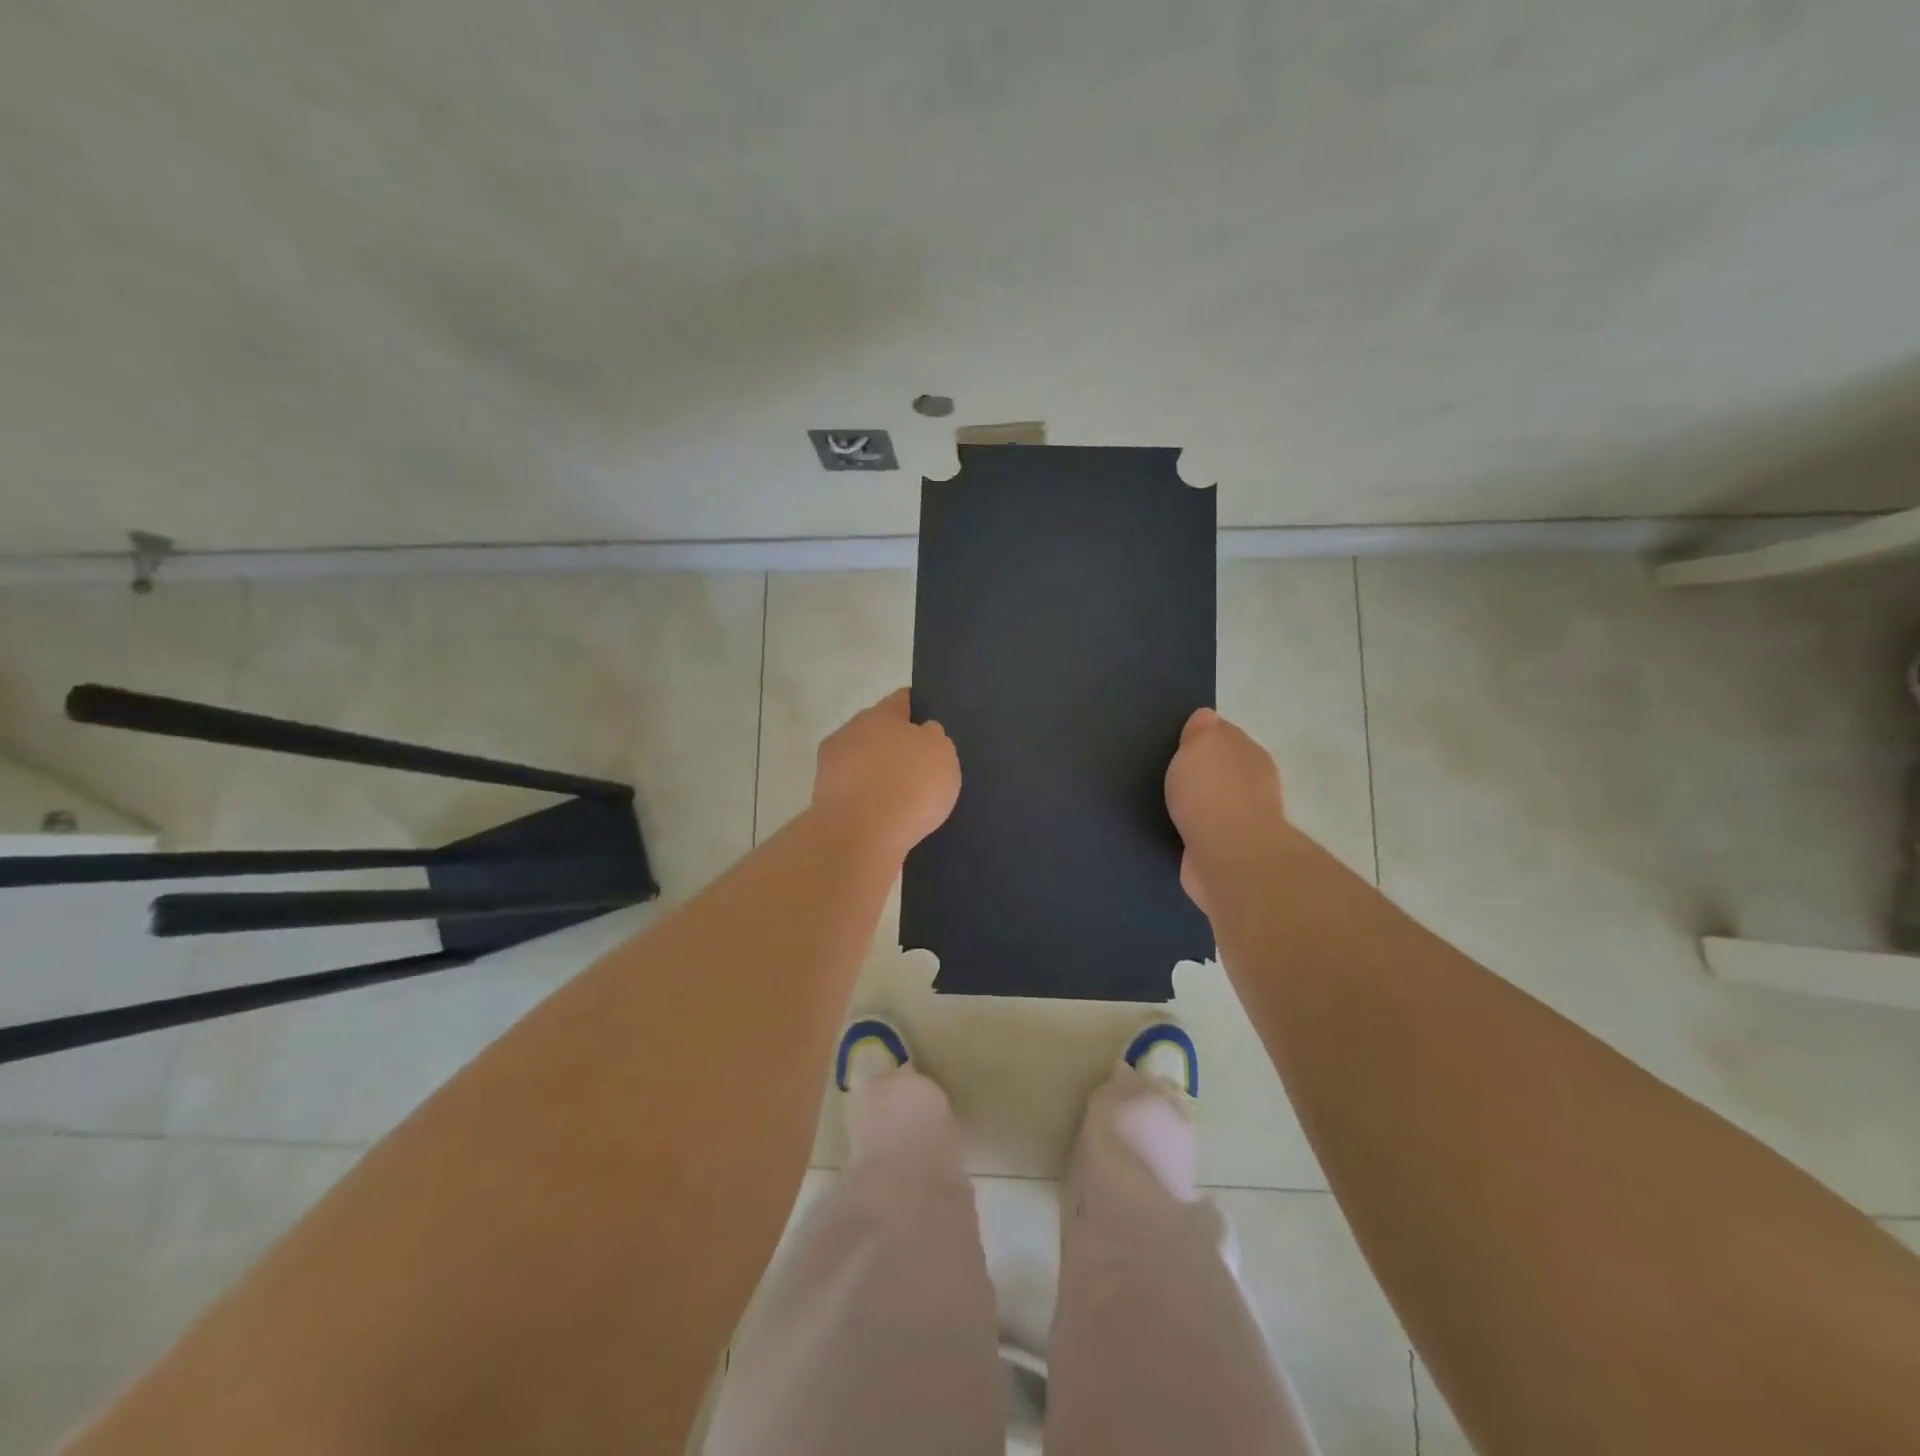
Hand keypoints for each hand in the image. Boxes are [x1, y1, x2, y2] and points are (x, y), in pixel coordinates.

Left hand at [812, 688, 960, 859]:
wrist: (859, 835)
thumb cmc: (909, 785)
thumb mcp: (941, 754)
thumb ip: (933, 738)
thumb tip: (921, 735)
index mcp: (880, 714)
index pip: (902, 700)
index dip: (919, 709)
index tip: (932, 726)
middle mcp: (850, 731)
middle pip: (878, 731)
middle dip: (896, 745)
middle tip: (920, 766)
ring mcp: (831, 765)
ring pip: (862, 761)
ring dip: (877, 773)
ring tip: (902, 797)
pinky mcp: (822, 798)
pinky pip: (853, 791)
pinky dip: (866, 800)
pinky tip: (883, 816)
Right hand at [1165, 708, 1284, 913]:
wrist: (1228, 856)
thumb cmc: (1212, 791)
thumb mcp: (1200, 744)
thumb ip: (1202, 730)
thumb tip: (1207, 718)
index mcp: (1249, 752)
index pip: (1225, 736)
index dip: (1202, 738)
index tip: (1178, 743)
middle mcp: (1254, 784)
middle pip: (1224, 770)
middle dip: (1203, 772)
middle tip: (1170, 774)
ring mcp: (1245, 821)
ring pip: (1216, 802)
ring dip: (1199, 804)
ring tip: (1169, 803)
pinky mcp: (1229, 852)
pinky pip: (1206, 832)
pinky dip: (1195, 831)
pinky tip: (1176, 830)